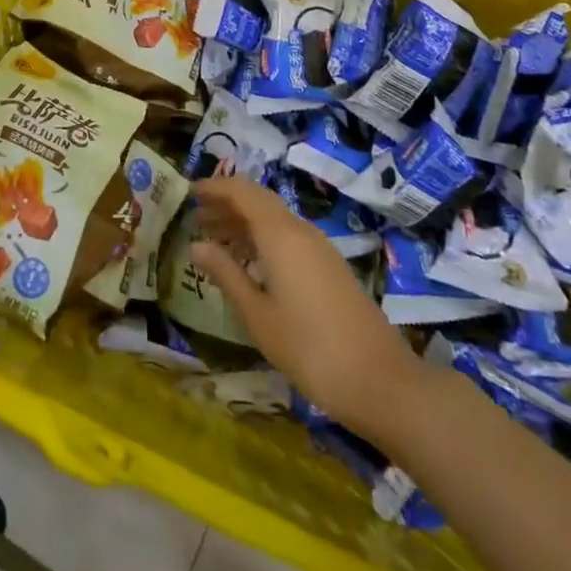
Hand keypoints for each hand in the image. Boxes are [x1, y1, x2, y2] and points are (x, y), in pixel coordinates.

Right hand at [189, 176, 423, 432]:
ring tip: (215, 238)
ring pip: (274, 219)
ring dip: (244, 222)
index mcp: (280, 234)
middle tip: (196, 217)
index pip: (241, 192)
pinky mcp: (330, 267)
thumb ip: (226, 274)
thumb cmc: (309, 348)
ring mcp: (319, 248)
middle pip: (258, 201)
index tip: (189, 193)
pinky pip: (288, 236)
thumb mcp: (258, 314)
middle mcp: (300, 230)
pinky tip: (250, 262)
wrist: (381, 382)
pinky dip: (263, 238)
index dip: (215, 188)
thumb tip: (196, 245)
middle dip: (226, 204)